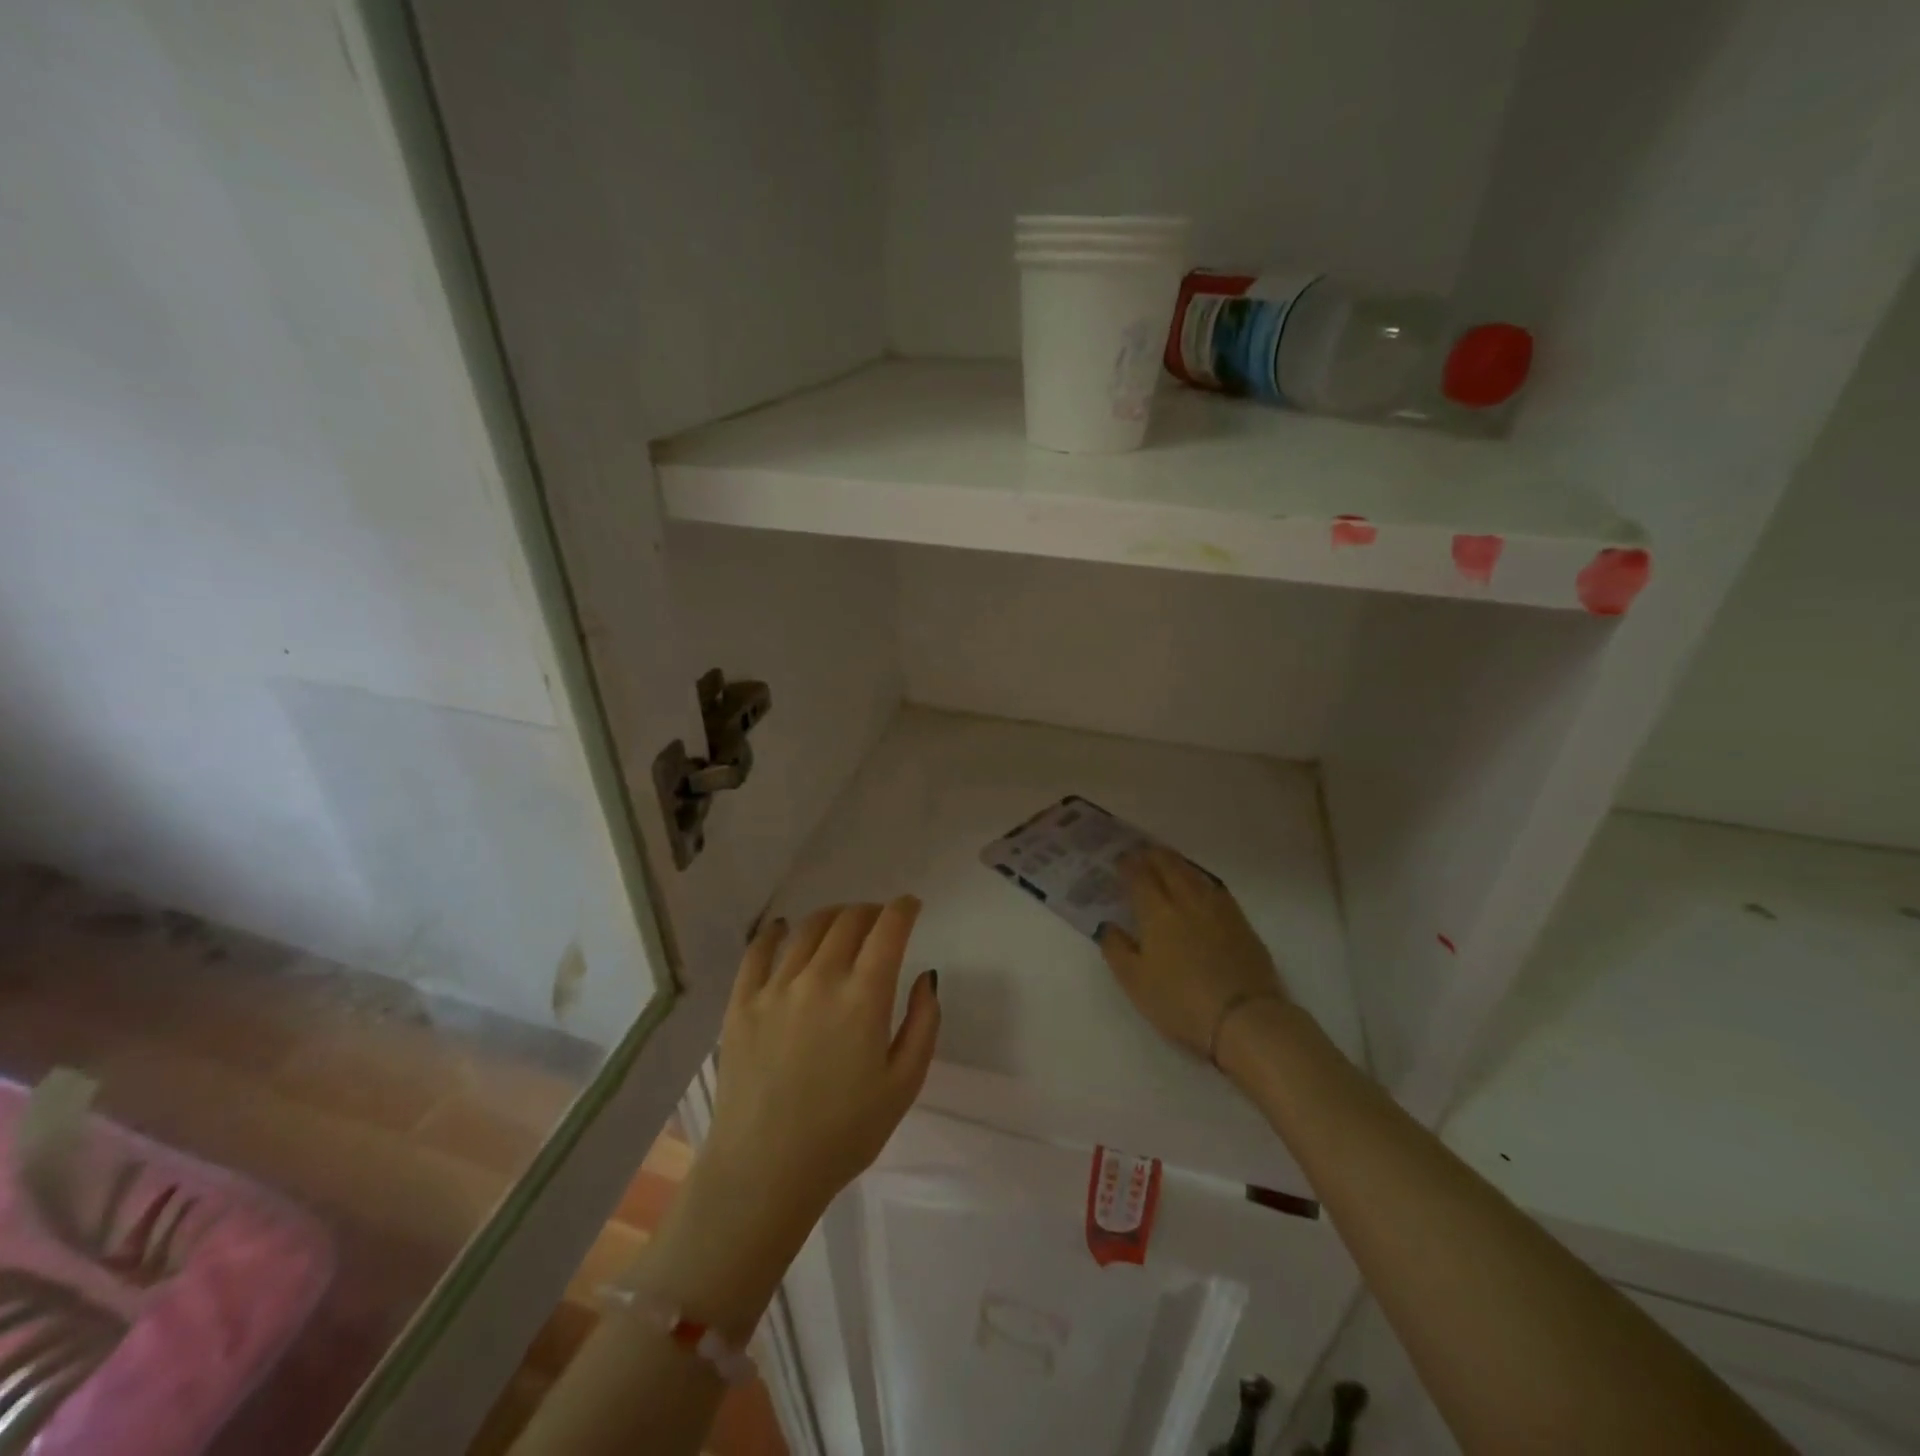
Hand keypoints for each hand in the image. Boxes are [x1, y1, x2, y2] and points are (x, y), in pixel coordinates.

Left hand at [702, 898, 939, 1227]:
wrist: (765, 1172)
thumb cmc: (845, 1134)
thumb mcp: (904, 1084)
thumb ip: (924, 1023)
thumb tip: (926, 976)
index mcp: (864, 996)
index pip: (889, 928)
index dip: (904, 908)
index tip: (911, 906)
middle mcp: (820, 978)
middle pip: (849, 920)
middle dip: (871, 911)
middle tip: (880, 921)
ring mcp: (776, 987)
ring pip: (808, 928)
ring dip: (832, 917)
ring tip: (841, 924)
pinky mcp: (742, 1002)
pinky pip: (758, 952)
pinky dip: (775, 932)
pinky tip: (783, 928)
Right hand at [1097, 846, 1287, 1060]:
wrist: (1244, 1018)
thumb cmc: (1180, 1002)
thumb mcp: (1135, 983)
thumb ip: (1116, 949)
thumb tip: (1109, 925)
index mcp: (1157, 912)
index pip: (1139, 876)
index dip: (1128, 864)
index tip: (1120, 860)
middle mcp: (1187, 900)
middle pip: (1169, 865)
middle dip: (1153, 855)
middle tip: (1142, 852)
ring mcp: (1218, 909)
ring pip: (1194, 873)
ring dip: (1177, 863)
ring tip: (1168, 863)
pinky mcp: (1241, 922)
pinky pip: (1215, 888)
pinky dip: (1201, 880)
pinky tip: (1200, 887)